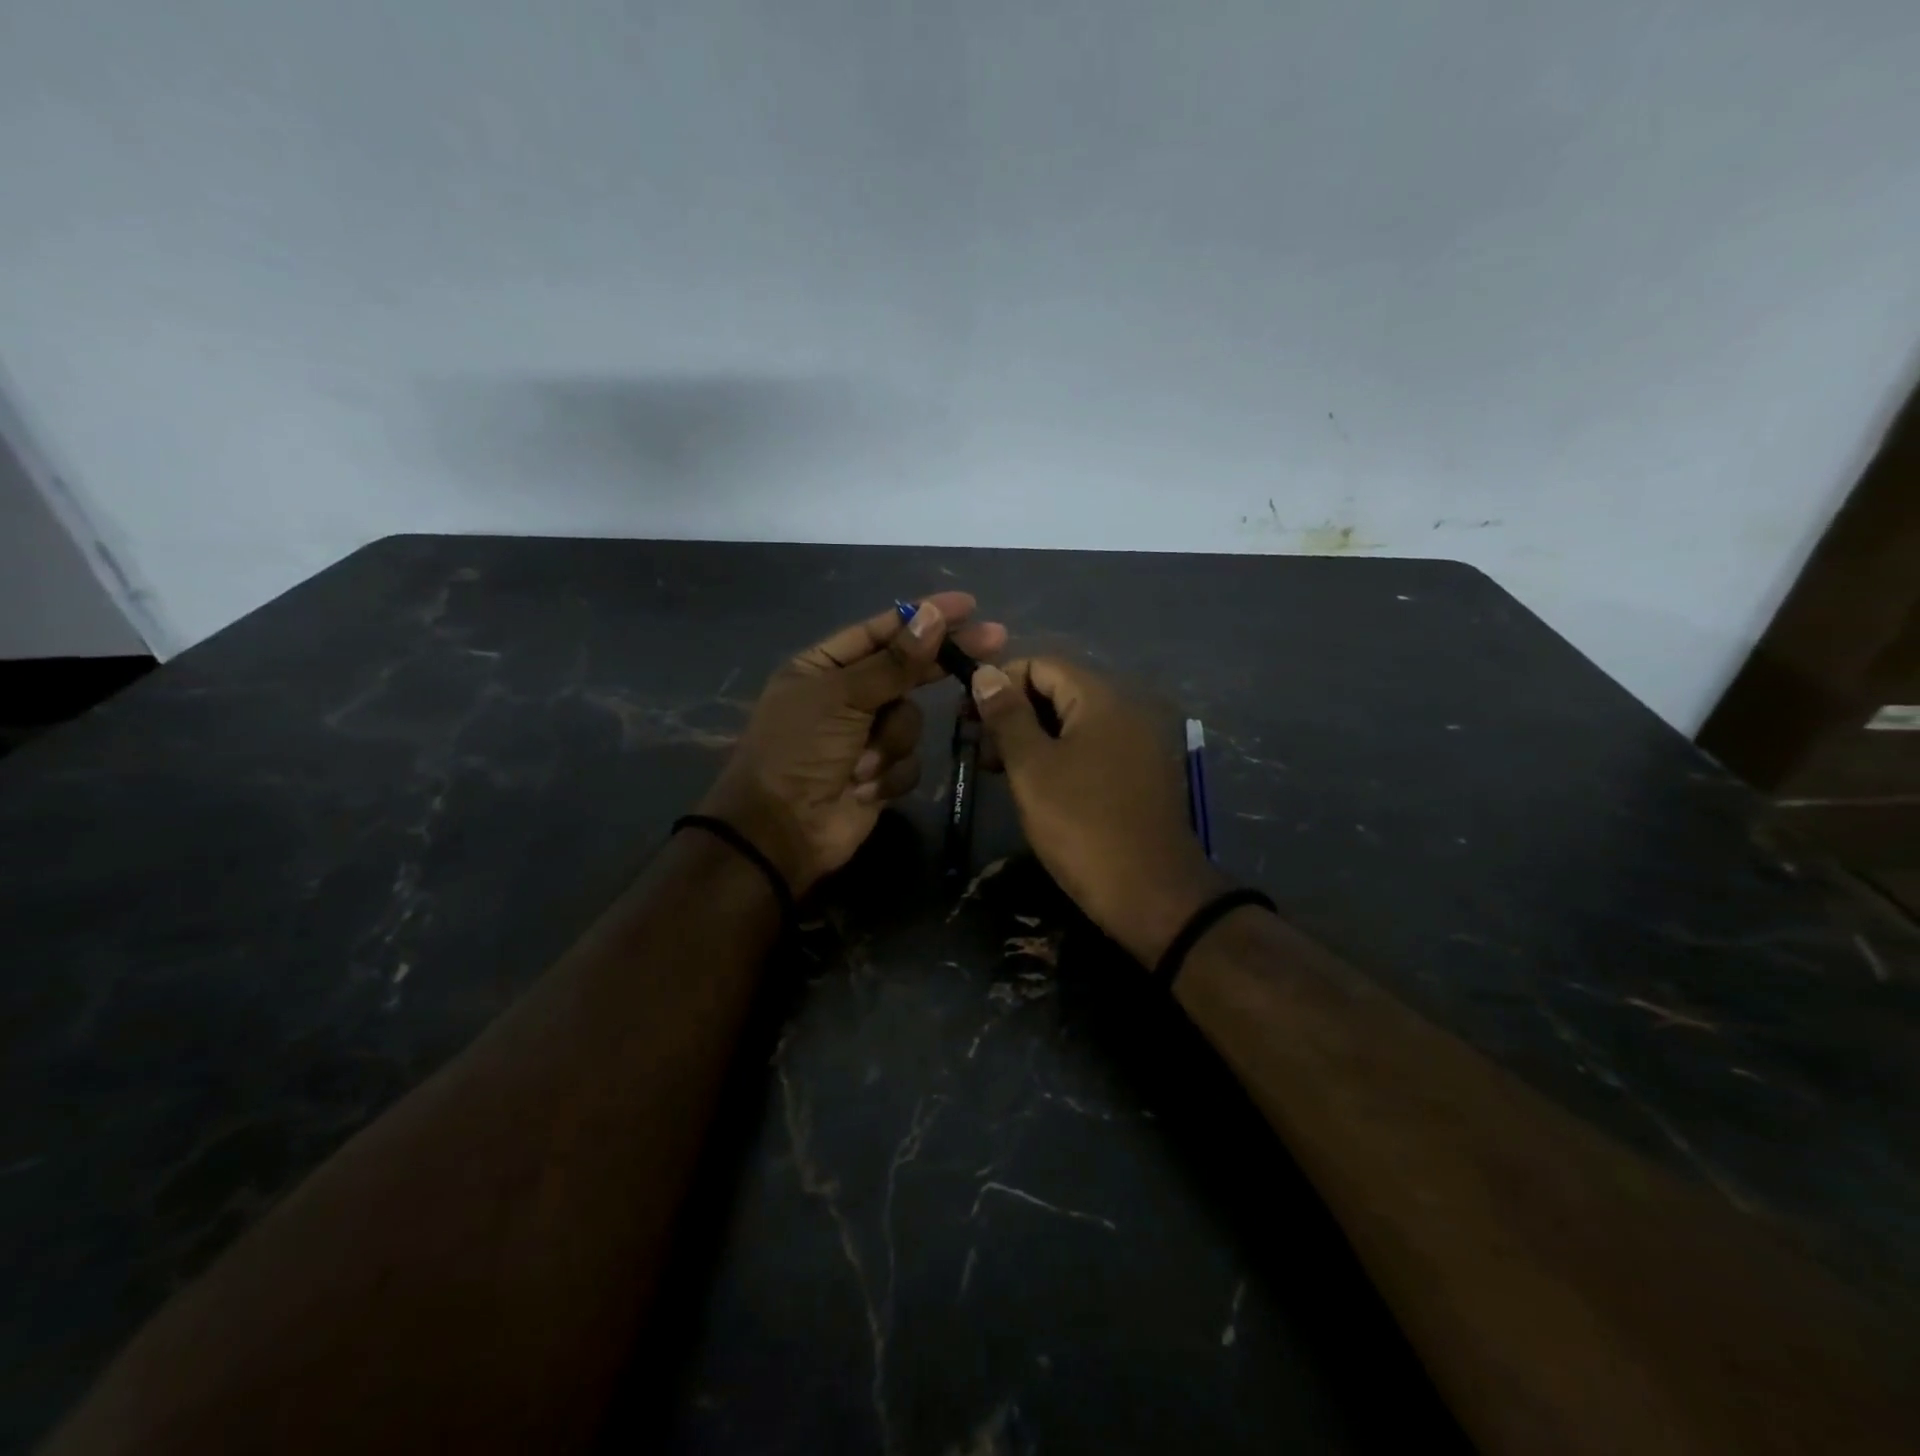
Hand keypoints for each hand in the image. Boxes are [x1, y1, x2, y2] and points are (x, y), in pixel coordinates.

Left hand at [699, 594, 1006, 896]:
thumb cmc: (800, 751)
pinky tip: (863, 788)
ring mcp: (865, 736)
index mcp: (824, 667)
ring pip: (910, 719)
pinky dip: (889, 774)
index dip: (924, 616)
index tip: (968, 605)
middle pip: (906, 670)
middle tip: (995, 641)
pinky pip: (908, 761)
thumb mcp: (842, 697)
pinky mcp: (880, 774)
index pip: (883, 631)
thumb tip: (933, 616)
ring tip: (859, 764)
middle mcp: (846, 696)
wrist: (781, 831)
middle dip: (940, 662)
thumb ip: (894, 662)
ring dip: (890, 742)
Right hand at [971, 658, 1227, 965]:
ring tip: (1001, 773)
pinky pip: (1092, 748)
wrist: (1152, 894)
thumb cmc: (1082, 826)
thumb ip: (1007, 717)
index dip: (999, 684)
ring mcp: (1138, 742)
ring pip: (1073, 722)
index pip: (1040, 664)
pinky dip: (1060, 756)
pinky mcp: (1140, 773)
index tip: (968, 719)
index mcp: (1101, 698)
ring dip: (1033, 738)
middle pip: (1058, 690)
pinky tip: (1037, 786)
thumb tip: (985, 673)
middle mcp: (1125, 709)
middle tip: (982, 752)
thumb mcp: (1032, 769)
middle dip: (1014, 713)